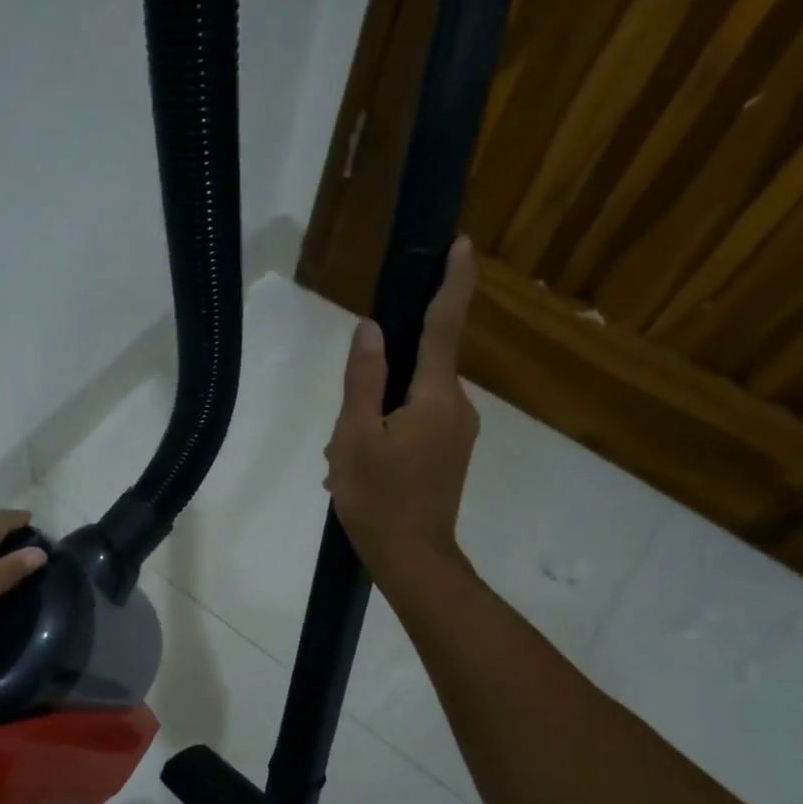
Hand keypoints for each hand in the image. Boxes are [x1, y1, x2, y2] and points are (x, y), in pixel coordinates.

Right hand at [325, 236, 479, 577]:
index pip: (444, 325)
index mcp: (435, 397)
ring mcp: (457, 433)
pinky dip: (385, 437)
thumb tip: (370, 329)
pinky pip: (415, 426)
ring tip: (345, 464)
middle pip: (416, 371)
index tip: (460, 243)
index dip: (452, 282)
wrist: (413, 560)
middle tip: (342, 437)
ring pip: (410, 403)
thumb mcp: (355, 437)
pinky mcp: (451, 454)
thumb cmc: (378, 499)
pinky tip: (361, 471)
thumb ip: (364, 379)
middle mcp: (457, 407)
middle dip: (375, 390)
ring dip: (374, 421)